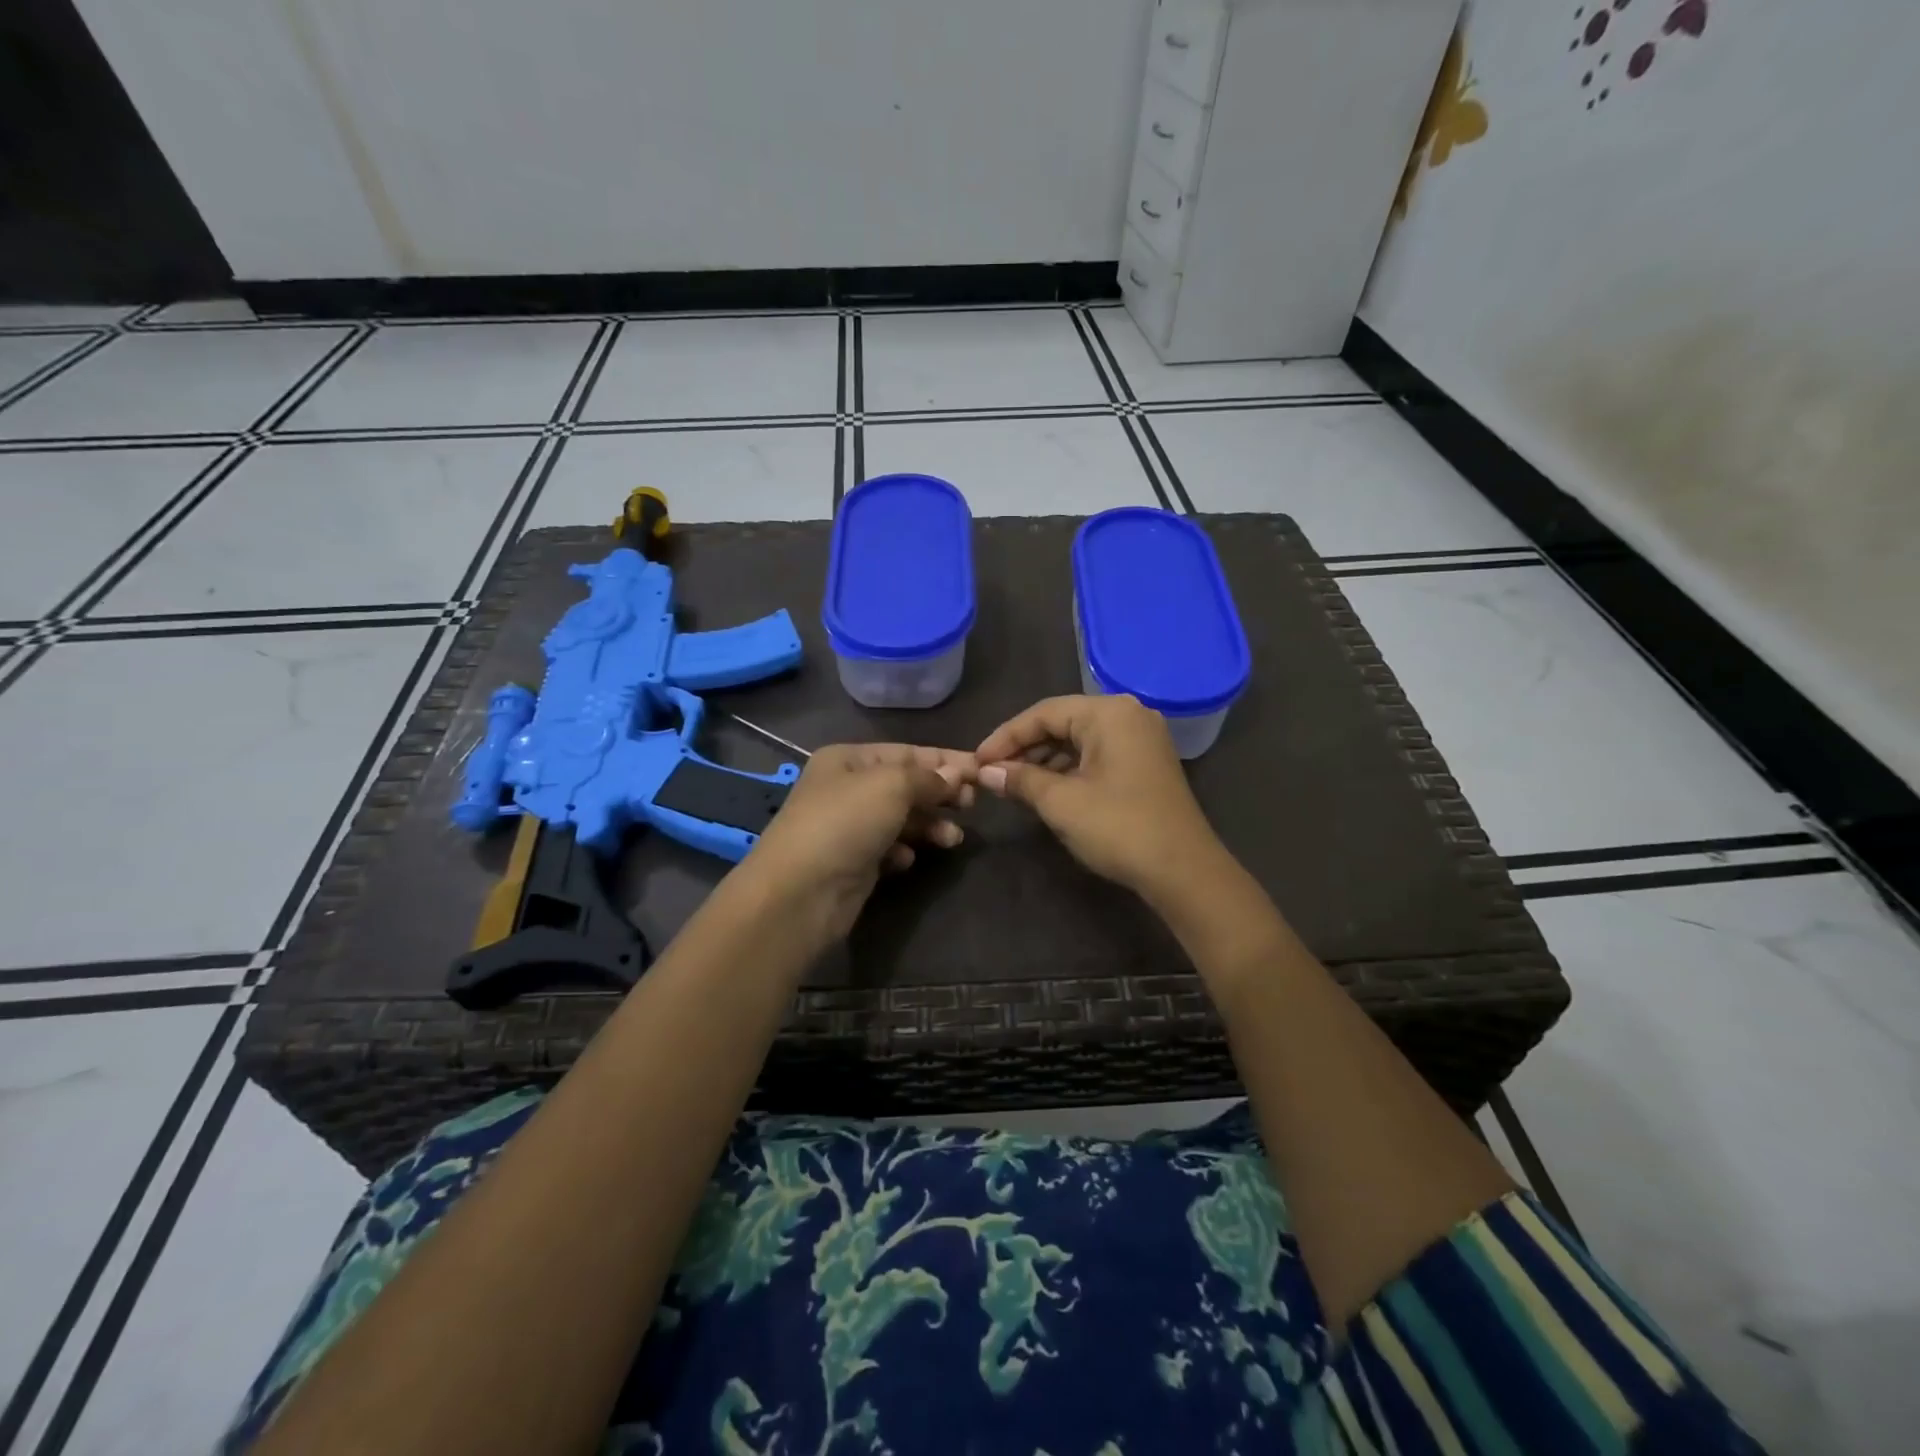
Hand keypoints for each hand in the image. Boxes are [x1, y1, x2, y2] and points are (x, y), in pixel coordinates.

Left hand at [741, 744, 975, 941]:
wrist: (801, 892)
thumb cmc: (846, 823)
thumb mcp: (892, 786)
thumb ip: (928, 778)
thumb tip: (957, 775)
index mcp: (848, 759)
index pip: (907, 752)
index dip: (945, 760)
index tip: (982, 770)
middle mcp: (846, 788)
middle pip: (905, 785)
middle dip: (940, 794)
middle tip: (972, 805)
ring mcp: (848, 826)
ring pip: (901, 818)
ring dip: (929, 825)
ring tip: (953, 839)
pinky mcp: (852, 861)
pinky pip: (888, 847)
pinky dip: (904, 850)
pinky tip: (908, 859)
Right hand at [976, 695, 1225, 901]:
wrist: (1183, 871)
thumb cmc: (1119, 827)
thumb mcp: (1061, 802)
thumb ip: (1021, 779)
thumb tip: (986, 771)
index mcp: (1109, 713)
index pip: (1043, 713)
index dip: (1005, 737)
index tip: (977, 762)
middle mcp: (1128, 715)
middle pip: (1062, 722)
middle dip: (1024, 749)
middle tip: (992, 774)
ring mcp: (1141, 739)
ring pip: (1079, 740)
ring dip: (1044, 760)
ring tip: (1013, 784)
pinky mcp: (1145, 763)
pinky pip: (1097, 755)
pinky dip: (1069, 769)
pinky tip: (1046, 790)